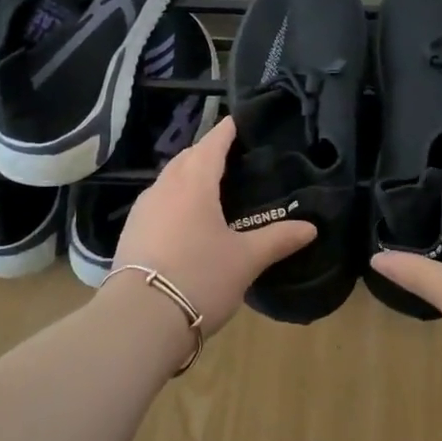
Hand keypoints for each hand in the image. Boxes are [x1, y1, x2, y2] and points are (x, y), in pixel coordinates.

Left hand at [107, 115, 315, 334]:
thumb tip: (311, 228)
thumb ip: (277, 239)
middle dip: (205, 152)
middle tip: (229, 157)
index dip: (226, 131)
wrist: (139, 320)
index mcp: (194, 183)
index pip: (212, 144)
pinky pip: (156, 203)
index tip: (237, 120)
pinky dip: (173, 200)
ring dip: (186, 175)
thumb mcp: (245, 259)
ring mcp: (142, 210)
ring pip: (167, 180)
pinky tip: (184, 220)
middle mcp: (164, 188)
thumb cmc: (200, 277)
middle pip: (186, 158)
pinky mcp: (130, 233)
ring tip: (209, 188)